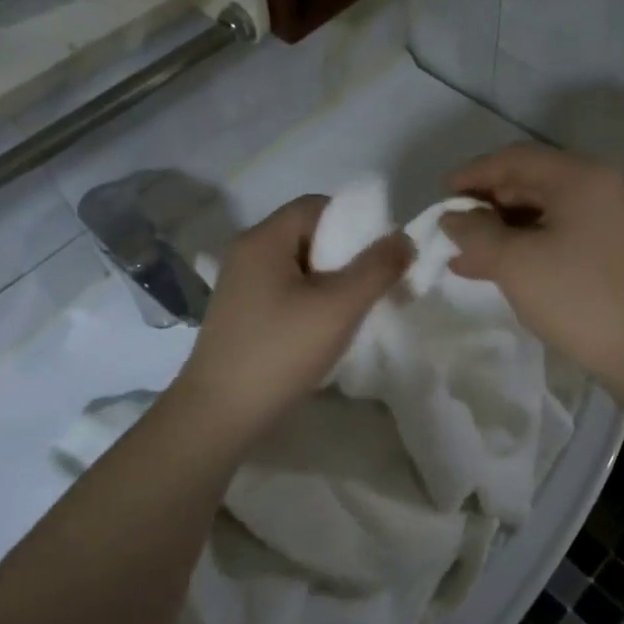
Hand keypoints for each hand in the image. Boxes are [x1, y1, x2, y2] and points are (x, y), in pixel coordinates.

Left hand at [170, 195, 411, 438]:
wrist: (218, 416)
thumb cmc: (279, 352)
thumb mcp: (338, 307)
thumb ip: (377, 269)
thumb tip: (405, 238)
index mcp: (263, 239)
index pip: (316, 207)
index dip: (354, 222)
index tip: (380, 253)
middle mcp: (247, 254)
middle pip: (308, 235)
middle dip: (347, 255)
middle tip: (376, 284)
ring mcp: (240, 286)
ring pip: (299, 267)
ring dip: (332, 281)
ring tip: (357, 309)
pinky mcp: (242, 315)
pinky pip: (286, 291)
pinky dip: (312, 300)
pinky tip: (327, 329)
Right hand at [441, 145, 623, 391]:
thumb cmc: (577, 297)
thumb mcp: (515, 263)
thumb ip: (475, 233)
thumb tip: (450, 218)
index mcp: (578, 177)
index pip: (514, 159)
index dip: (472, 174)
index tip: (439, 195)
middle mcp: (596, 187)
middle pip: (528, 181)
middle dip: (485, 204)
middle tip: (450, 228)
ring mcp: (606, 218)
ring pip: (540, 211)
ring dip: (500, 229)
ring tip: (463, 254)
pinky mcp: (607, 248)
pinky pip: (555, 233)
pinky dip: (523, 245)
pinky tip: (494, 267)